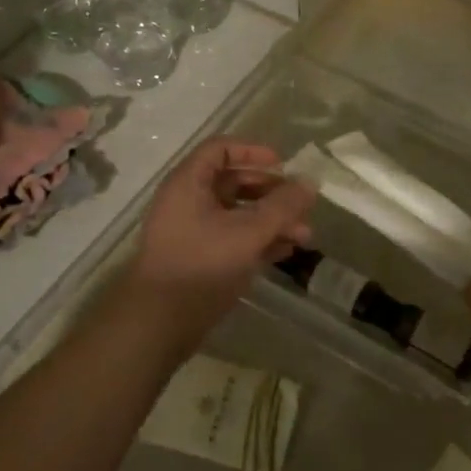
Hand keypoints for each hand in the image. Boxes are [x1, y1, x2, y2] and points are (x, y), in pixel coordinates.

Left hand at [124, 137, 315, 345]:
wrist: (161, 321)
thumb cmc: (202, 264)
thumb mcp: (248, 231)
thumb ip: (282, 206)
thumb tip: (310, 183)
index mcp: (189, 183)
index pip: (220, 149)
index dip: (253, 151)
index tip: (283, 164)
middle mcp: (188, 201)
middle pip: (233, 182)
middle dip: (271, 192)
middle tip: (301, 205)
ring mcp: (193, 232)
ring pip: (237, 214)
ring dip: (271, 220)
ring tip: (304, 236)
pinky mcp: (200, 259)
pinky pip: (233, 238)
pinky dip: (259, 240)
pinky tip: (286, 252)